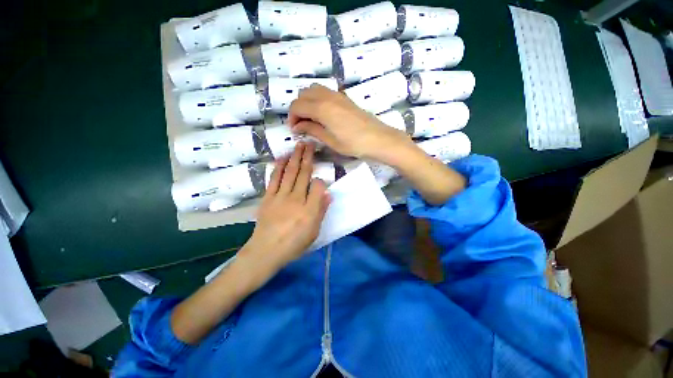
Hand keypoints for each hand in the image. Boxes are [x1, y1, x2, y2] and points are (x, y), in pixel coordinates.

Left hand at [240, 142, 330, 270]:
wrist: (266, 251)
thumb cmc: (293, 244)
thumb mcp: (313, 232)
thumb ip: (321, 211)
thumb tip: (328, 194)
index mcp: (309, 209)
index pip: (319, 186)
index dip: (321, 180)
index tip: (321, 178)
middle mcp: (296, 199)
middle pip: (303, 174)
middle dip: (307, 157)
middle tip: (310, 143)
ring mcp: (280, 196)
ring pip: (290, 173)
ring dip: (294, 157)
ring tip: (298, 145)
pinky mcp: (268, 197)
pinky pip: (274, 179)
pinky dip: (278, 167)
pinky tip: (282, 157)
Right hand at [287, 84, 413, 162]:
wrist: (377, 138)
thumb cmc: (353, 143)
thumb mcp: (330, 140)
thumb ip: (312, 130)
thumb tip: (298, 126)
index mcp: (321, 108)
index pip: (297, 106)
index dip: (292, 118)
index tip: (295, 130)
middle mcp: (327, 96)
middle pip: (303, 94)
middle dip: (298, 109)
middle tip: (302, 125)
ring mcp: (337, 95)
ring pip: (313, 90)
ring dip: (307, 102)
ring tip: (311, 119)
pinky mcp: (344, 97)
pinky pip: (325, 92)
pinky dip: (317, 99)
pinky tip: (323, 114)